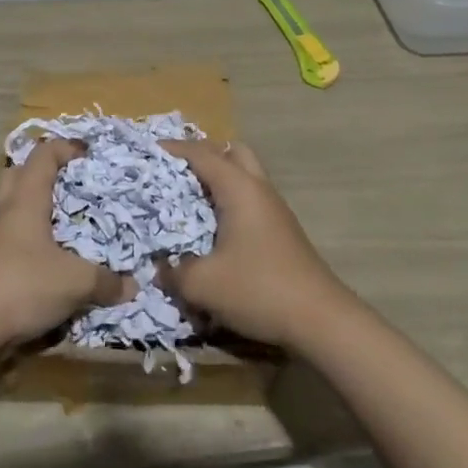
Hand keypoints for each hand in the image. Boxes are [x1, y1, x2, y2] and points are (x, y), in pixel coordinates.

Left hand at [0, 138, 131, 346]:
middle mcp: (7, 213)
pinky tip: (53, 259)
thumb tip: (132, 286)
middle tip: (71, 184)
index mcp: (26, 201)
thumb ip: (106, 282)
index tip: (89, 154)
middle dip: (44, 173)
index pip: (43, 156)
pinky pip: (13, 238)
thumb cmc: (22, 286)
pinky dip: (33, 240)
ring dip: (37, 208)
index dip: (66, 148)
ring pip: (13, 208)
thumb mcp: (75, 283)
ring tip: (67, 222)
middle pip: (18, 175)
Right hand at [157, 140, 354, 349]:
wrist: (320, 319)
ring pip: (245, 176)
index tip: (147, 150)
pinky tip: (213, 227)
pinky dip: (229, 200)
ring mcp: (274, 209)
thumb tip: (159, 267)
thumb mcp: (203, 284)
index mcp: (239, 189)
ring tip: (189, 198)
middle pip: (232, 152)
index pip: (201, 154)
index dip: (173, 149)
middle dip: (203, 155)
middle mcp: (258, 189)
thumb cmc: (258, 289)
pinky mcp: (281, 230)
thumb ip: (173, 272)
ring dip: (218, 179)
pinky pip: (250, 198)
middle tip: (175, 171)